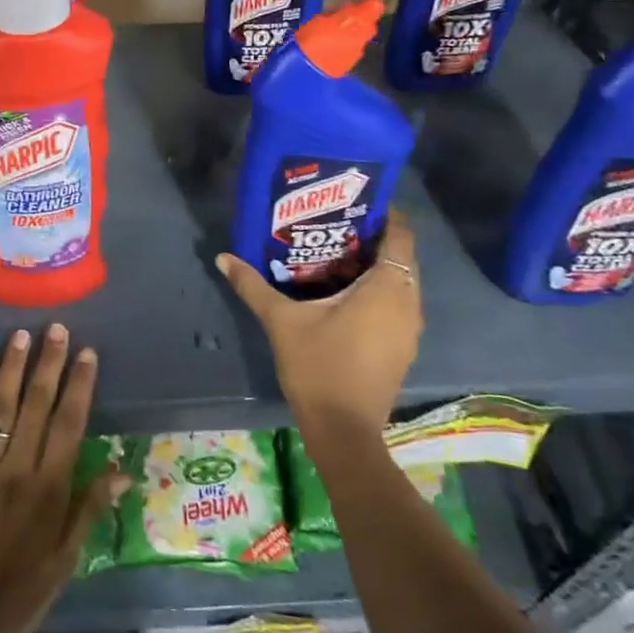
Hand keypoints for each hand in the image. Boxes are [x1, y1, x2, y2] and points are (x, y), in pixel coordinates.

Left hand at [0, 325, 128, 632]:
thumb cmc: (19, 592)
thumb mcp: (66, 561)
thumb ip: (90, 509)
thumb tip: (123, 471)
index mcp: (49, 488)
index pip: (70, 424)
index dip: (80, 385)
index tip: (88, 353)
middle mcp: (18, 467)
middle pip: (37, 405)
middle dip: (49, 364)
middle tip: (57, 329)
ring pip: (0, 406)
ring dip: (12, 368)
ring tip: (22, 335)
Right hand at [215, 209, 421, 440]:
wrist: (344, 431)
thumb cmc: (319, 366)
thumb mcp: (282, 321)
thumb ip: (253, 285)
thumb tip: (223, 257)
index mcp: (387, 288)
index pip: (401, 235)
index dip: (385, 214)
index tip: (356, 201)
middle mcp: (408, 302)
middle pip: (401, 256)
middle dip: (373, 237)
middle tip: (335, 223)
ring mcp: (409, 328)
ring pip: (400, 281)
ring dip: (376, 265)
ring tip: (335, 252)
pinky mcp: (403, 347)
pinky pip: (397, 303)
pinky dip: (378, 290)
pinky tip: (344, 292)